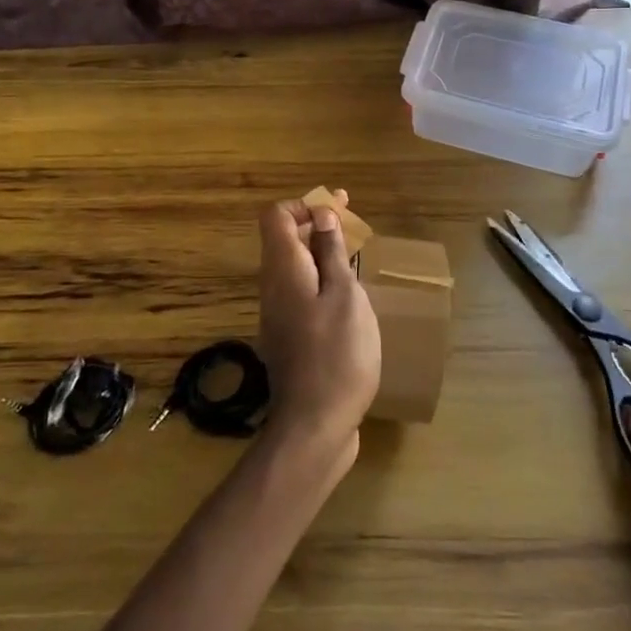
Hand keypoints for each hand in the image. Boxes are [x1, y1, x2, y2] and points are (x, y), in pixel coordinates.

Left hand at [256, 195, 381, 464]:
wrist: (315, 425)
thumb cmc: (338, 354)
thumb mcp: (345, 296)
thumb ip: (332, 253)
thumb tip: (322, 214)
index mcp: (283, 269)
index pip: (276, 216)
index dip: (304, 205)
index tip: (338, 208)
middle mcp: (273, 287)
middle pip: (285, 240)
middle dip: (317, 225)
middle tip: (354, 225)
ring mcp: (279, 315)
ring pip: (295, 269)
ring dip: (321, 254)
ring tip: (356, 257)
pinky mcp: (290, 338)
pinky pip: (302, 294)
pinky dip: (322, 282)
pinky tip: (350, 298)